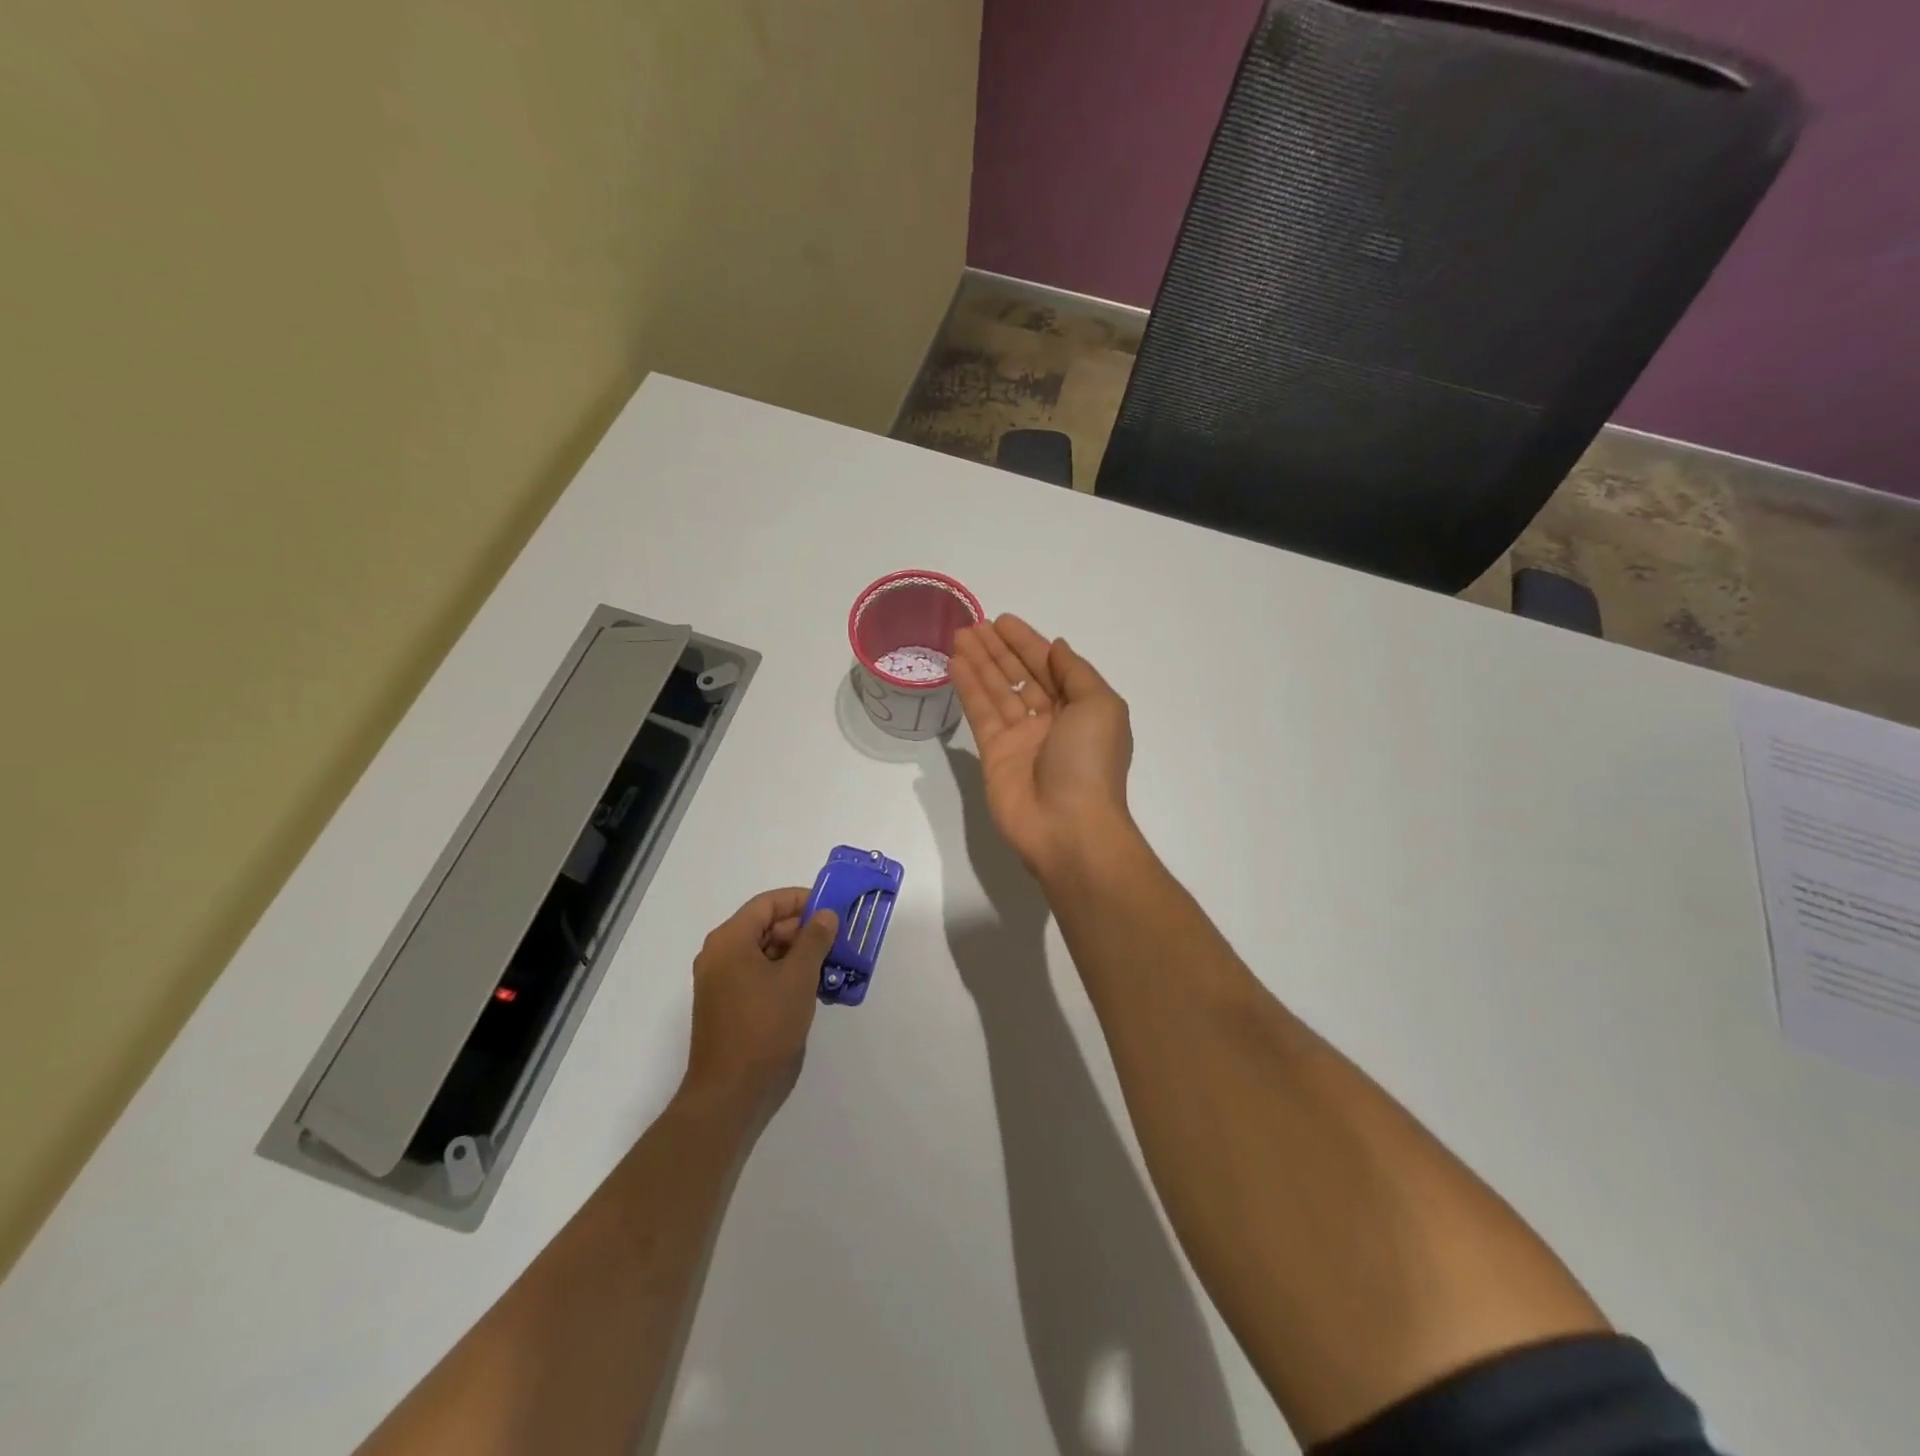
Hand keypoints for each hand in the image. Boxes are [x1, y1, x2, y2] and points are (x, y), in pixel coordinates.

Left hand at [682, 889, 838, 1114]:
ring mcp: (723, 982)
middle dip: (803, 929)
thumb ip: (814, 939)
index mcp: (730, 940)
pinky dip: (786, 975)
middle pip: (766, 926)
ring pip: (765, 953)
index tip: (833, 908)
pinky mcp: (730, 1006)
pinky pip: (760, 976)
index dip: (801, 900)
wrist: (730, 1092)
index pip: (768, 903)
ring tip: (833, 963)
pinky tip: (815, 987)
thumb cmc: (764, 1026)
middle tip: (838, 938)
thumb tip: (825, 915)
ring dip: (799, 954)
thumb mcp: (798, 977)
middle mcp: (721, 955)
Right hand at [951, 615, 1134, 879]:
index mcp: (1081, 708)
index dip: (1028, 642)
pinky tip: (954, 664)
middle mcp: (1051, 720)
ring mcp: (1021, 738)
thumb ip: (1076, 673)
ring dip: (979, 663)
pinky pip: (980, 713)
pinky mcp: (994, 754)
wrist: (1068, 827)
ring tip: (958, 636)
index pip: (1050, 666)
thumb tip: (1058, 647)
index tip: (1003, 621)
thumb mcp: (1100, 706)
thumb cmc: (1090, 762)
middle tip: (973, 624)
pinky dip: (968, 688)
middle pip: (1021, 675)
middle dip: (999, 650)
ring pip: (997, 690)